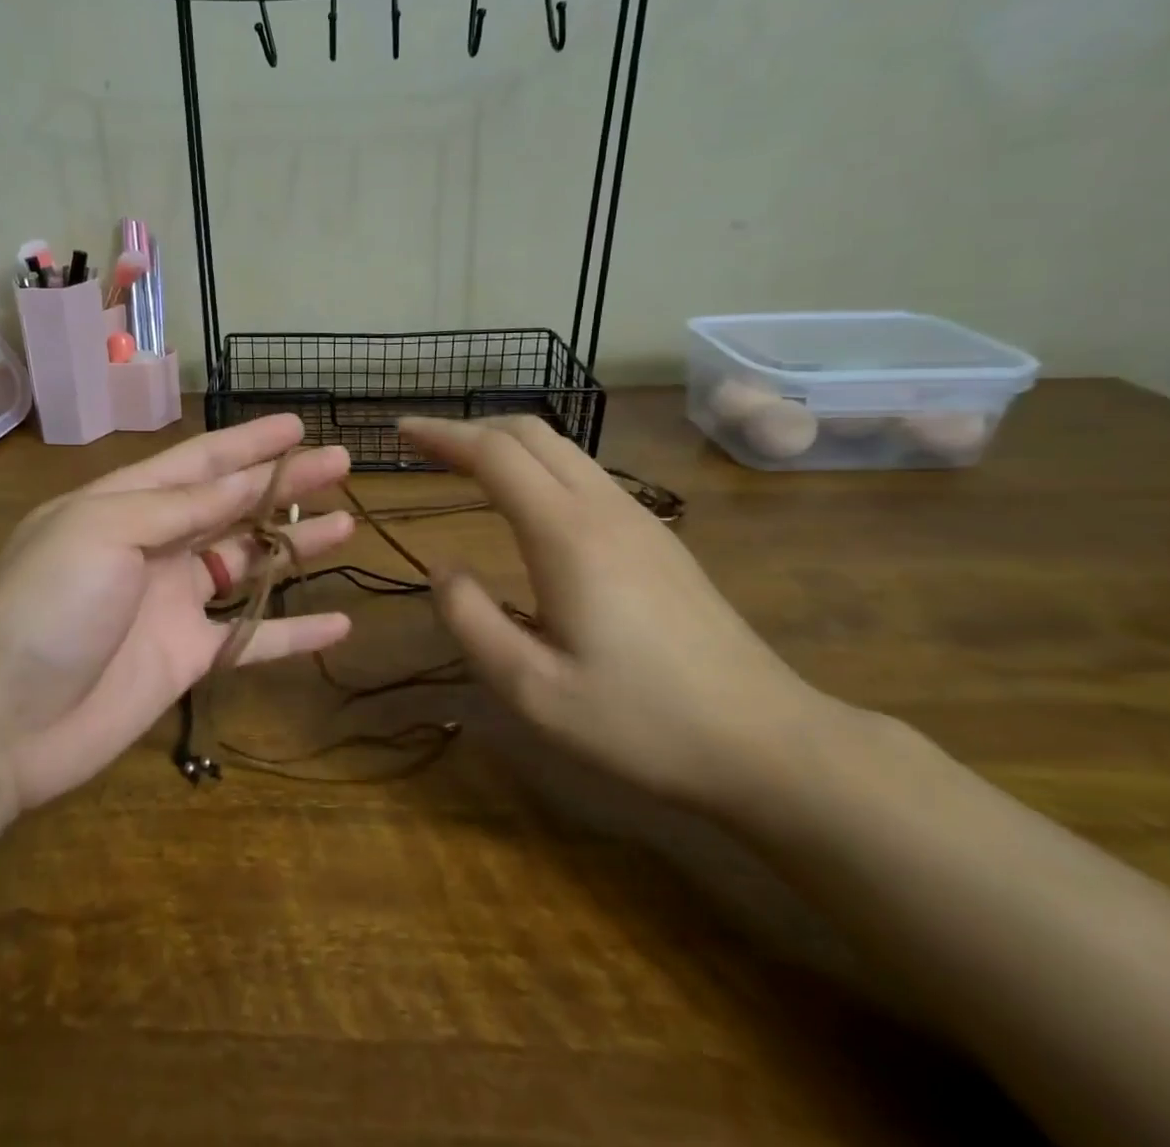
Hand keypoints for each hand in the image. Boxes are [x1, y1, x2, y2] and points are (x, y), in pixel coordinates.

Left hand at [0, 415, 353, 808]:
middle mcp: (153, 545)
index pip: (200, 462)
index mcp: (127, 504)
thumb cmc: (47, 605)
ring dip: (294, 547)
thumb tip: (239, 481)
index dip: (249, 442)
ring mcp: (171, 604)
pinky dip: (292, 633)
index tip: (297, 425)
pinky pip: (249, 638)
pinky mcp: (185, 658)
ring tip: (346, 525)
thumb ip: (177, 507)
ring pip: (246, 564)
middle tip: (341, 464)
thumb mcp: (105, 531)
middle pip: (232, 506)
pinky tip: (339, 625)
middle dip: (284, 485)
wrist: (0, 721)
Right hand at [399, 415, 826, 813]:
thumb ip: (470, 620)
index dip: (442, 435)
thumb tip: (442, 568)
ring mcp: (638, 519)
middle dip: (469, 427)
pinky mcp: (656, 538)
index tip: (401, 432)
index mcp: (567, 535)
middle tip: (423, 445)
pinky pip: (584, 473)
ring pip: (562, 448)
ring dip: (505, 442)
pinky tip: (524, 500)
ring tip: (463, 464)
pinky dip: (537, 463)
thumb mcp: (532, 689)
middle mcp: (603, 508)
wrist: (768, 742)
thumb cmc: (641, 722)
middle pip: (530, 433)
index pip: (494, 454)